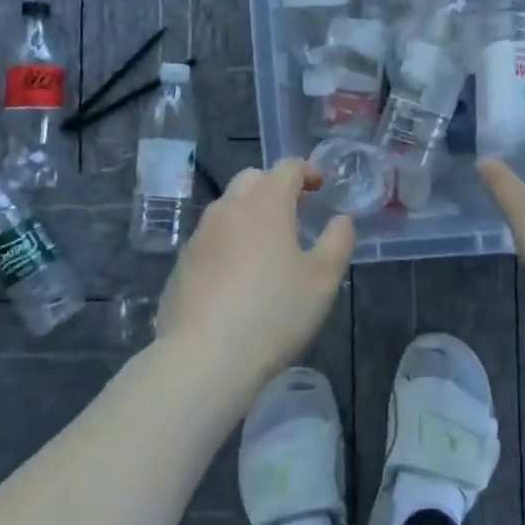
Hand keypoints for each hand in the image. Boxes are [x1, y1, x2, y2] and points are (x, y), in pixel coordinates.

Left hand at [156, 159, 354, 397]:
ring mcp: (200, 235)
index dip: (307, 171)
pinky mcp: (183, 262)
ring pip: (228, 206)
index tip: (320, 186)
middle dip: (275, 186)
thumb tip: (341, 219)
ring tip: (269, 243)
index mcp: (265, 204)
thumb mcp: (322, 280)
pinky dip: (230, 239)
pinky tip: (239, 274)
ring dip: (250, 211)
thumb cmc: (274, 313)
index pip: (286, 168)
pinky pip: (211, 236)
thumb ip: (337, 242)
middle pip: (252, 179)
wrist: (204, 357)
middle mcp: (228, 209)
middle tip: (296, 210)